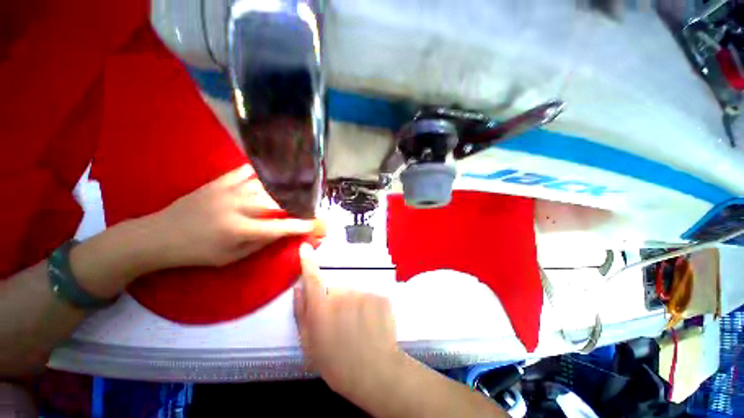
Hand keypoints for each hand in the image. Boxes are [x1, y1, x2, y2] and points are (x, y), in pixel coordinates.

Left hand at [150, 165, 315, 267]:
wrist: (159, 235)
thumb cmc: (197, 252)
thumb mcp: (230, 257)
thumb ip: (259, 243)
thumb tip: (282, 232)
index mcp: (238, 230)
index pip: (278, 227)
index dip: (298, 225)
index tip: (313, 224)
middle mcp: (237, 207)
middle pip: (275, 202)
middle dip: (295, 204)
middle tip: (306, 206)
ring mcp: (227, 191)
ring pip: (264, 186)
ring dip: (282, 189)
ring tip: (294, 190)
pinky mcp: (219, 182)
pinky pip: (245, 172)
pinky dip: (261, 173)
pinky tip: (271, 175)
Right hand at [293, 245, 403, 397]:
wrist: (375, 372)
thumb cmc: (337, 364)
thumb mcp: (310, 345)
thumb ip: (302, 313)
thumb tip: (298, 289)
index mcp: (322, 308)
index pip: (313, 278)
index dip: (308, 262)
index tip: (305, 247)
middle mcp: (342, 295)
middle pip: (337, 290)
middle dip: (337, 302)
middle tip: (342, 324)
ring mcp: (363, 293)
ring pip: (354, 293)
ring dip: (354, 305)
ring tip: (359, 327)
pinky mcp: (380, 296)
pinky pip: (370, 296)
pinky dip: (370, 306)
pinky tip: (372, 324)